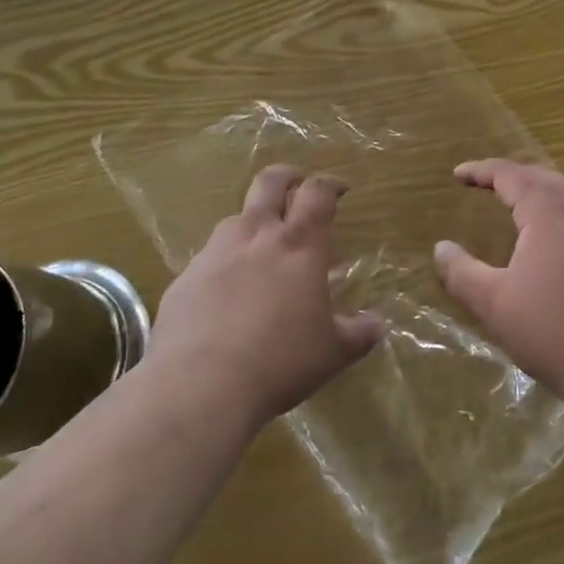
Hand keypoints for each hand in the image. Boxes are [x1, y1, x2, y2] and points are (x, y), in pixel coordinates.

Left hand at [145, 166, 383, 428]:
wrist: (198, 387)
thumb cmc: (279, 362)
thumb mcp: (331, 353)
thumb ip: (357, 334)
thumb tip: (379, 325)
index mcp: (300, 245)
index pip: (317, 192)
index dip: (330, 184)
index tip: (340, 189)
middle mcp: (257, 235)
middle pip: (270, 182)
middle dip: (287, 176)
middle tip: (298, 188)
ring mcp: (215, 253)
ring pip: (236, 219)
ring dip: (253, 225)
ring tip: (261, 253)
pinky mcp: (184, 279)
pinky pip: (208, 260)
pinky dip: (223, 266)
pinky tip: (225, 298)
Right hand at [433, 160, 563, 411]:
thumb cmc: (556, 333)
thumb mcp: (495, 304)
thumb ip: (462, 273)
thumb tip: (441, 247)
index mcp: (548, 212)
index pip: (511, 175)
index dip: (482, 171)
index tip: (458, 174)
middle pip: (543, 176)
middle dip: (512, 174)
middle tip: (486, 182)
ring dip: (539, 189)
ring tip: (517, 201)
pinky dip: (559, 209)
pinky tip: (554, 237)